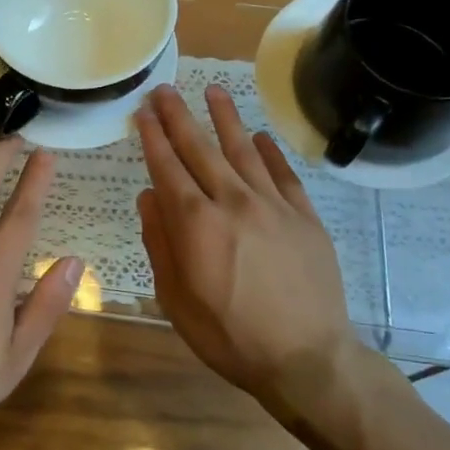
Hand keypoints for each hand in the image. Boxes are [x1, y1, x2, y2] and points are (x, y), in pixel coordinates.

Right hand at [136, 85, 357, 401]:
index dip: (152, 138)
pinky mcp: (305, 217)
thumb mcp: (175, 298)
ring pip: (244, 151)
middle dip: (179, 117)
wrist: (306, 359)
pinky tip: (259, 137)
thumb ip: (160, 242)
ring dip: (226, 119)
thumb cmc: (228, 335)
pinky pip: (284, 174)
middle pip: (201, 149)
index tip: (143, 113)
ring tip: (213, 91)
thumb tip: (148, 197)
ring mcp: (273, 206)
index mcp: (196, 223)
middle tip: (165, 90)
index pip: (167, 168)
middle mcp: (232, 202)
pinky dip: (270, 152)